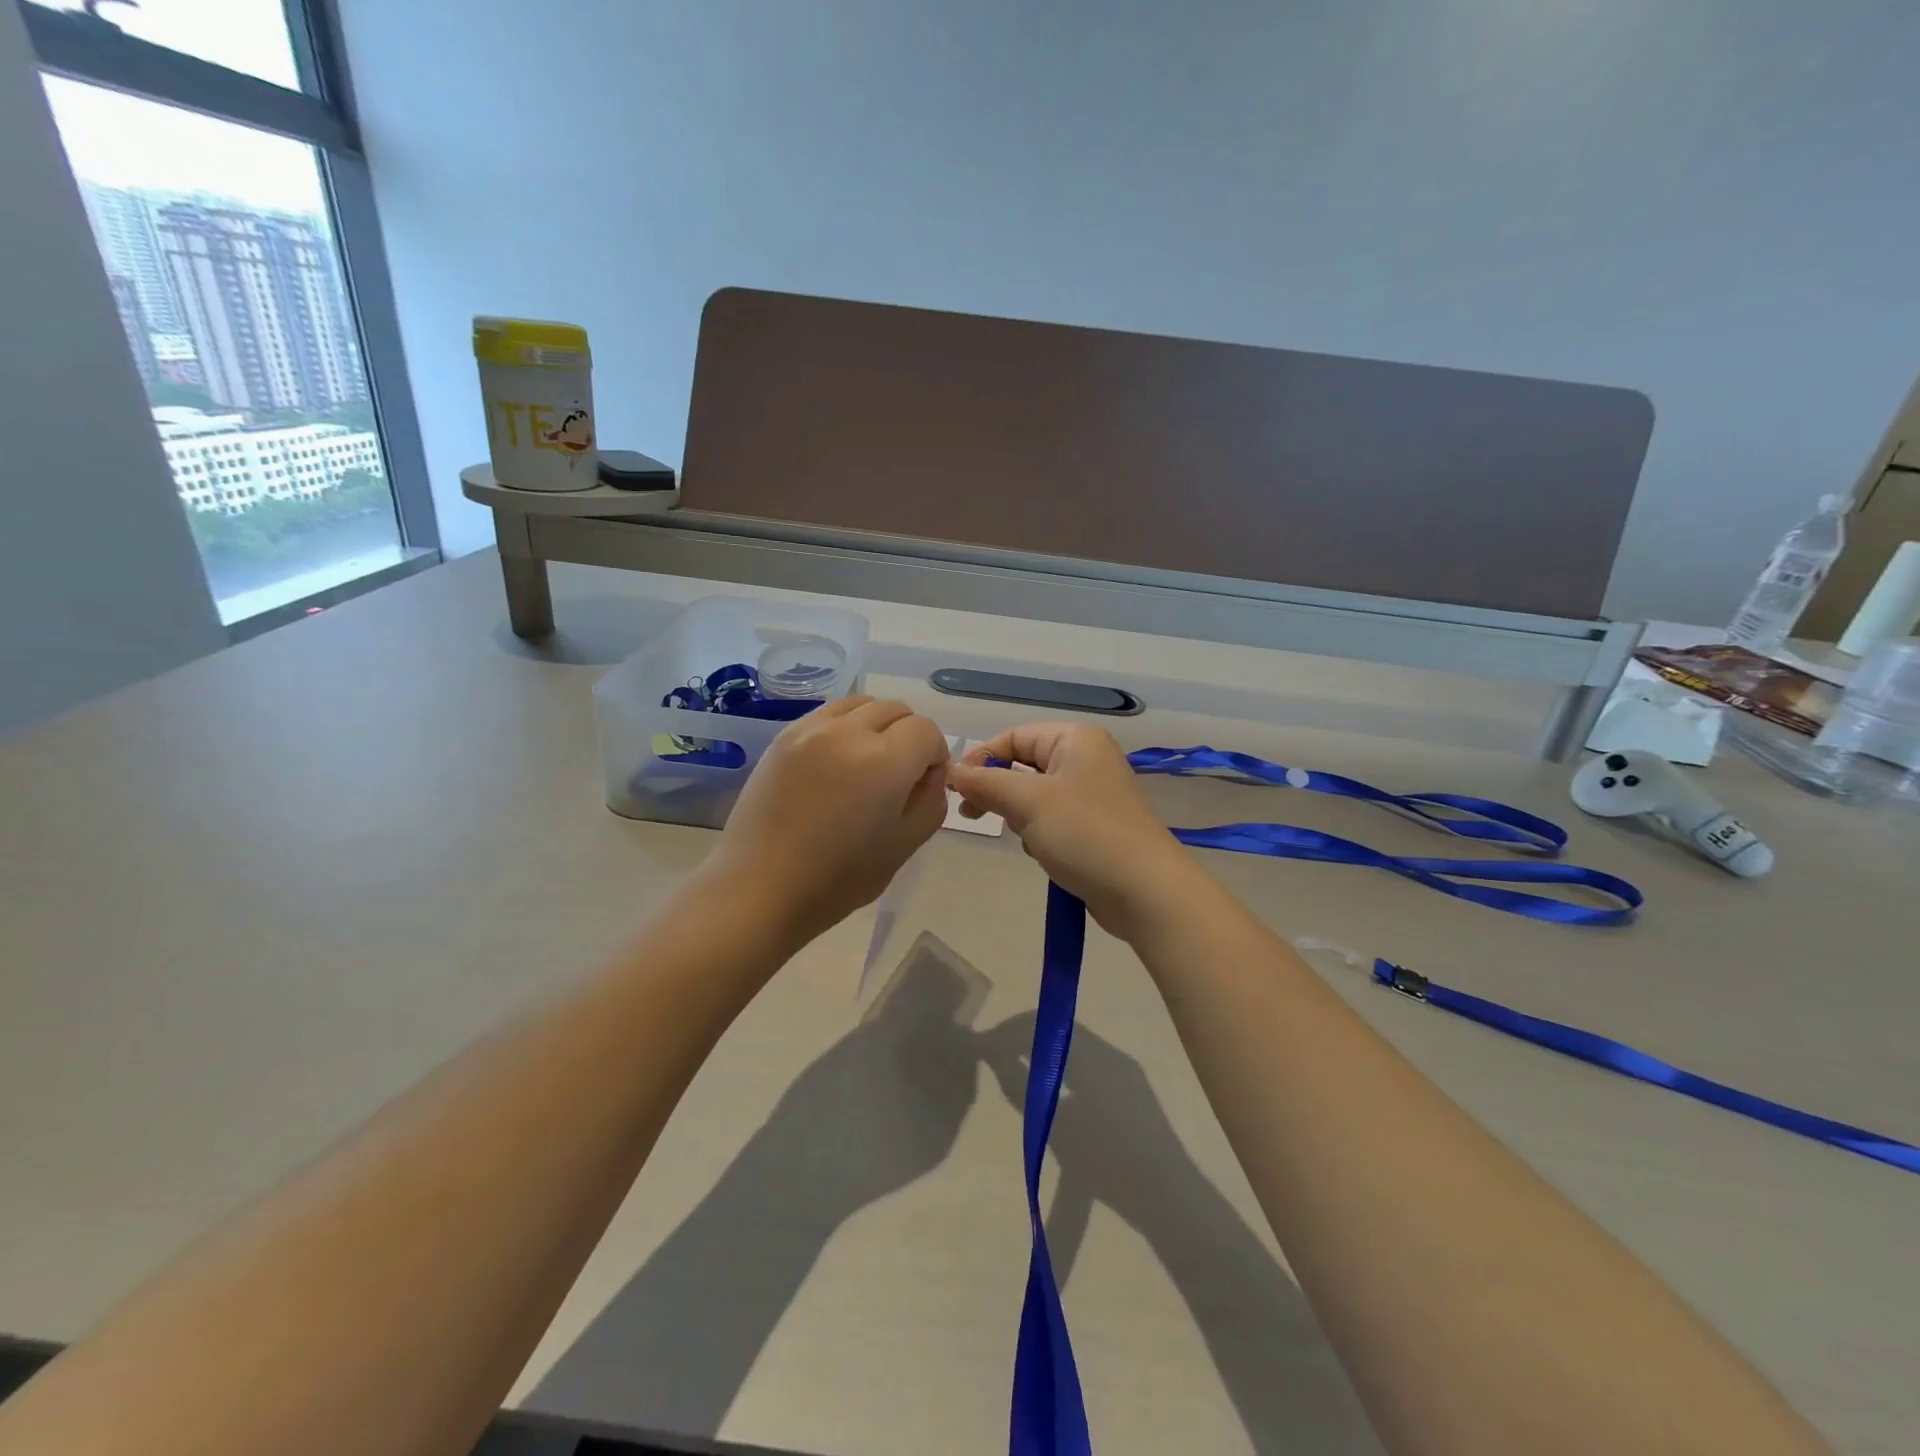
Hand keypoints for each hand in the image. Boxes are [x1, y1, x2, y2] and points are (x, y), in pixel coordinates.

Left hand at [710, 697, 951, 944]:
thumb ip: (931, 801)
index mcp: (885, 760)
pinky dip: (845, 727)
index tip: (924, 785)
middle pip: (896, 710)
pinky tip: (836, 762)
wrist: (759, 887)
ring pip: (861, 704)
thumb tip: (929, 774)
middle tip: (899, 777)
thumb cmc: (838, 878)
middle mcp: (849, 731)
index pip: (927, 731)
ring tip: (867, 763)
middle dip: (909, 736)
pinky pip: (828, 714)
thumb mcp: (904, 846)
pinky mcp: (784, 736)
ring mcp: (811, 729)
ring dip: (877, 725)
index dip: (935, 756)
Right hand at [947, 723, 1201, 937]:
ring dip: (1019, 816)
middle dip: (998, 790)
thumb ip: (985, 782)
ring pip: (1034, 796)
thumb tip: (951, 771)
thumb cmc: (1084, 833)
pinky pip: (1052, 820)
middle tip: (972, 815)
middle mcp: (1086, 759)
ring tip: (1024, 837)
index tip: (954, 789)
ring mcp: (1092, 795)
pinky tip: (1043, 854)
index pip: (1014, 737)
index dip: (981, 758)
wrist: (1144, 891)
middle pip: (1023, 765)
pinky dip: (1039, 834)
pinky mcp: (1094, 827)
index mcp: (1075, 739)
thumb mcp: (1028, 802)